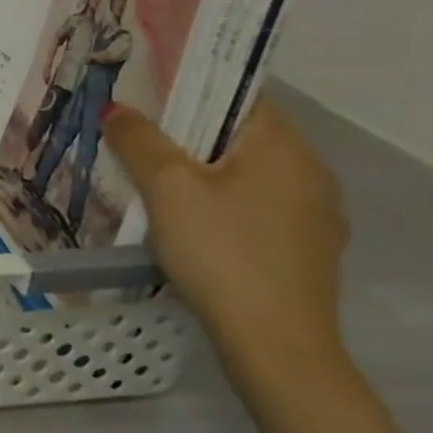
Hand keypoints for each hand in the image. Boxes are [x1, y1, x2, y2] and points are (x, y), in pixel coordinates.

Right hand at [104, 99, 347, 380]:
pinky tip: (188, 219)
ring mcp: (315, 216)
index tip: (143, 90)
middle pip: (239, 133)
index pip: (237, 93)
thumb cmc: (221, 250)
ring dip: (203, 168)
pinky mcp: (306, 250)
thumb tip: (117, 109)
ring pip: (246, 172)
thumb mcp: (166, 186)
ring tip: (152, 174)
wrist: (275, 347)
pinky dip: (221, 200)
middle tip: (135, 131)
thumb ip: (138, 138)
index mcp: (285, 146)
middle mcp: (311, 173)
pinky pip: (255, 205)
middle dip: (187, 130)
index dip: (188, 85)